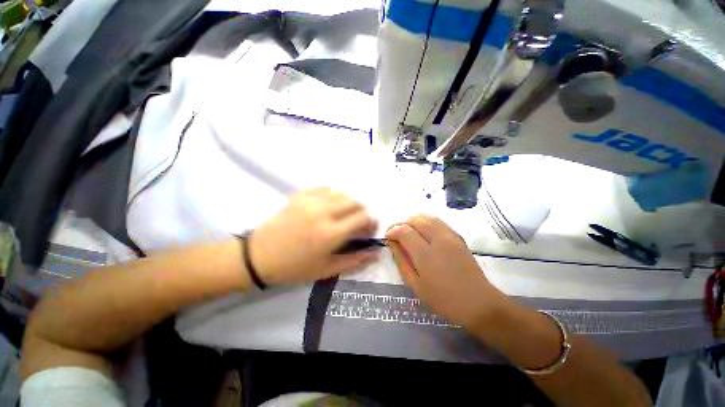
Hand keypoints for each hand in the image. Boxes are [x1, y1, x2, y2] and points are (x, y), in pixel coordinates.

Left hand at [250, 188, 379, 284]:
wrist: (259, 257)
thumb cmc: (294, 268)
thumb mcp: (327, 269)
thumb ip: (354, 260)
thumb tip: (375, 253)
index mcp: (331, 233)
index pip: (362, 218)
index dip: (371, 221)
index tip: (369, 228)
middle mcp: (323, 212)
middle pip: (354, 202)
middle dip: (362, 211)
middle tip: (358, 223)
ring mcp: (310, 201)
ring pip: (341, 193)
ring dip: (348, 203)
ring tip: (344, 215)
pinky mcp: (300, 196)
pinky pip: (324, 188)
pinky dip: (333, 195)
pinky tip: (329, 205)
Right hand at [385, 215, 506, 328]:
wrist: (478, 302)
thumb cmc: (443, 299)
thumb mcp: (415, 285)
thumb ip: (401, 260)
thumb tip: (392, 243)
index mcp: (426, 254)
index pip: (404, 231)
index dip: (392, 231)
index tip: (387, 237)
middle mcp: (438, 239)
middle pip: (414, 219)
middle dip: (401, 223)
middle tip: (395, 233)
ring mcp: (450, 235)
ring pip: (426, 216)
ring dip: (412, 220)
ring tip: (407, 230)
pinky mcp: (457, 235)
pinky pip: (437, 220)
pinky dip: (424, 220)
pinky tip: (421, 230)